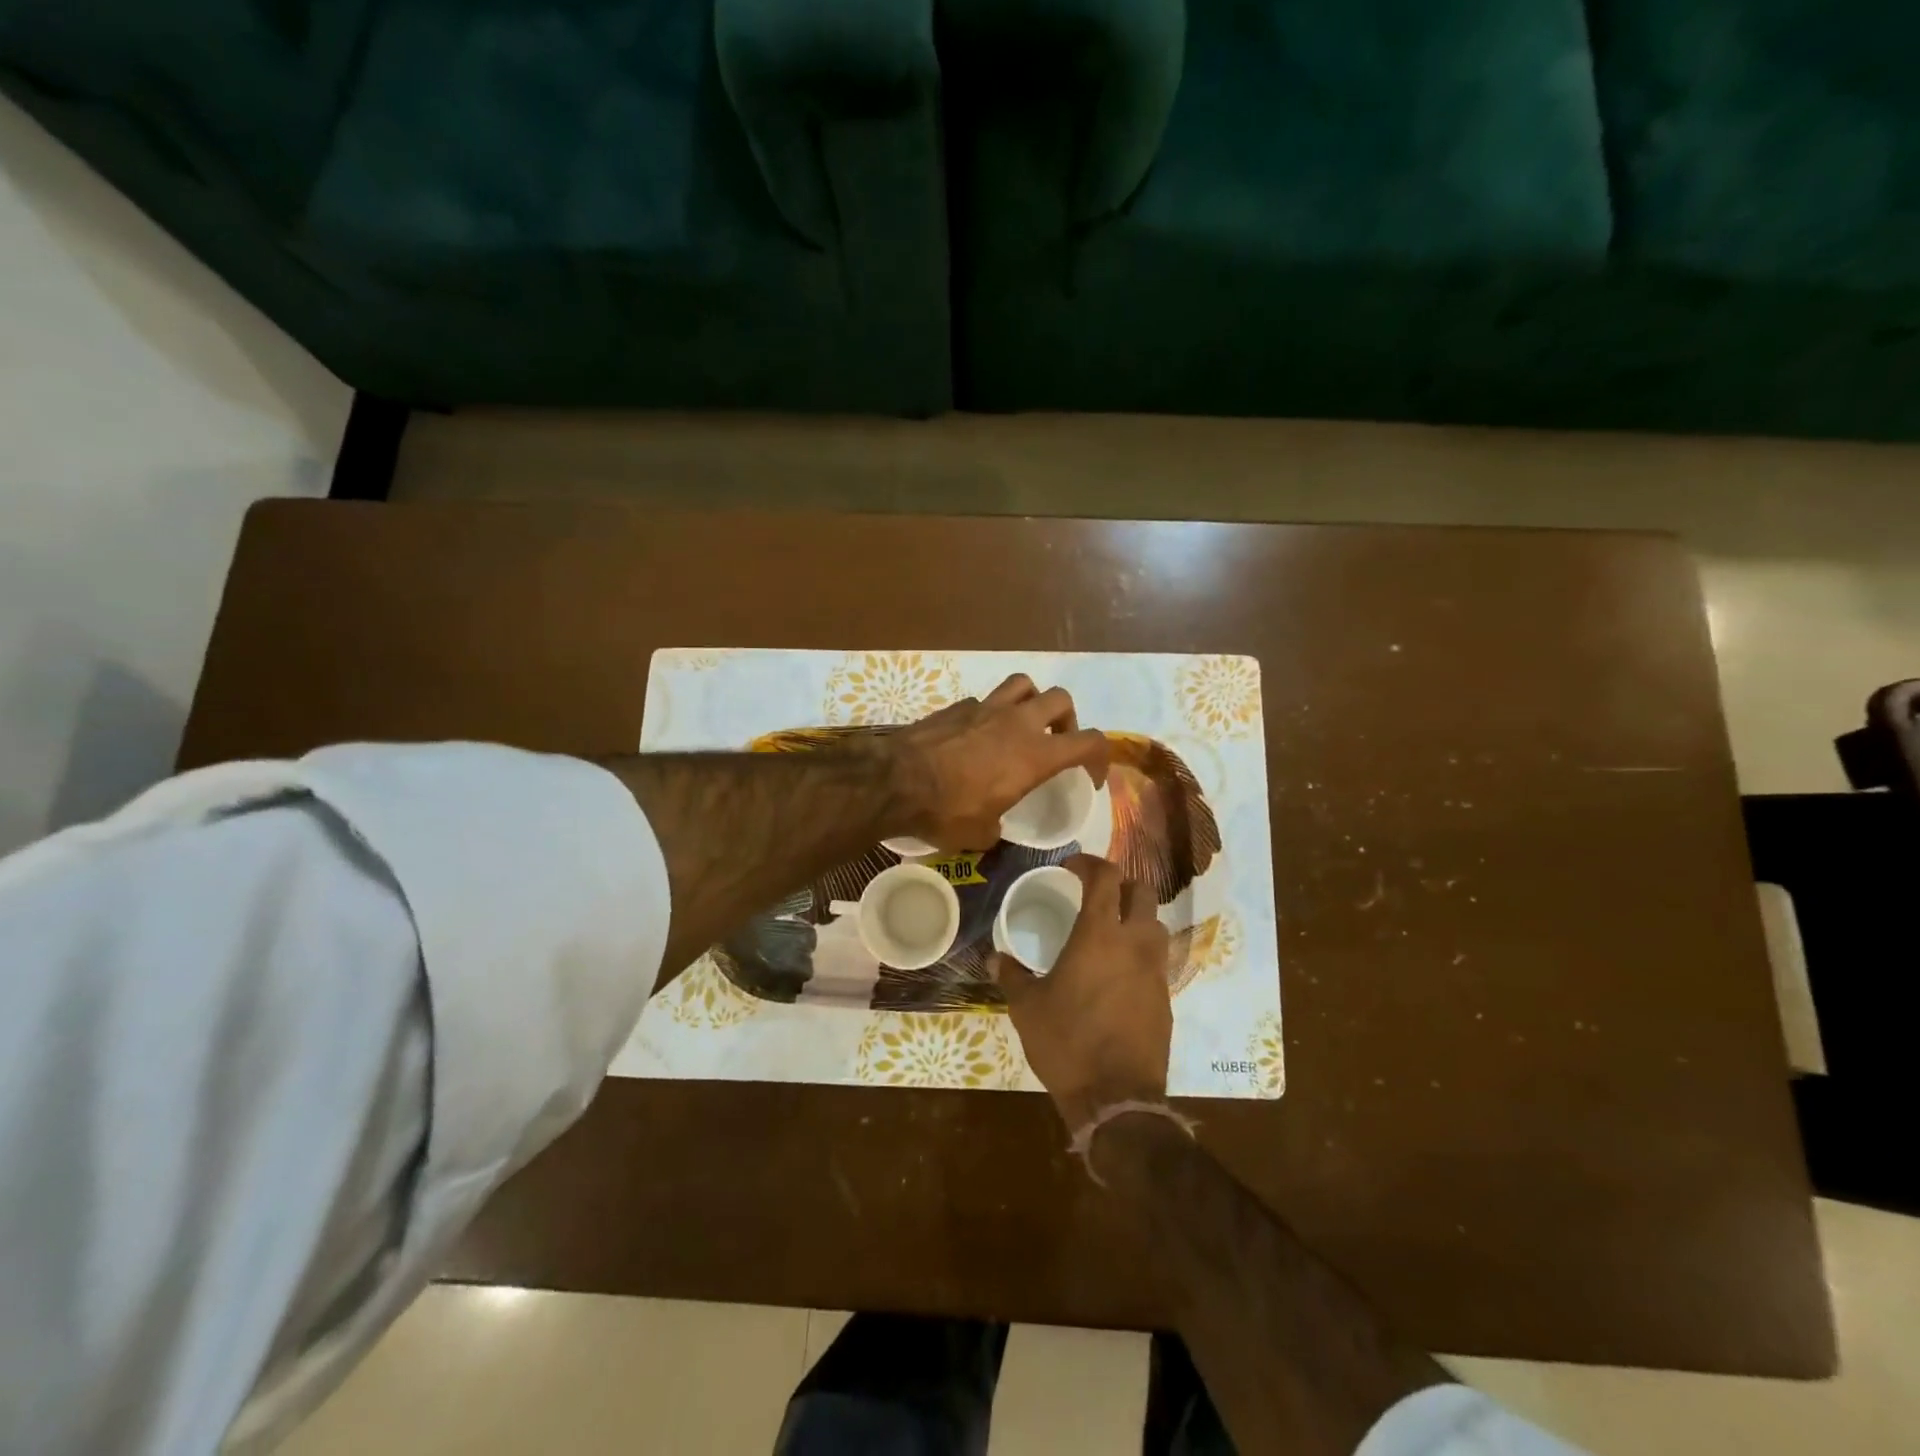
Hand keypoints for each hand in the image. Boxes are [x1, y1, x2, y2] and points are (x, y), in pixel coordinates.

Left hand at [887, 674, 1109, 850]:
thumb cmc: (947, 811)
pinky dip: (988, 712)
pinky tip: (976, 734)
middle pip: (1061, 699)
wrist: (895, 781)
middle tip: (1055, 742)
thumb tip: (993, 826)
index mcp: (1035, 755)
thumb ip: (997, 825)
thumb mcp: (981, 834)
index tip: (1092, 776)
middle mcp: (1017, 723)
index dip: (1101, 757)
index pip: (1090, 742)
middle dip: (1066, 719)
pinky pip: (983, 699)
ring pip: (1023, 684)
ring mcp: (985, 707)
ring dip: (1031, 701)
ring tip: (1021, 724)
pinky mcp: (956, 706)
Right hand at [991, 854, 1172, 1131]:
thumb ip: (1011, 975)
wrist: (1117, 1098)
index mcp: (1099, 935)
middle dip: (1120, 883)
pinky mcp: (1166, 997)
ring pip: (1155, 924)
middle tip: (1095, 892)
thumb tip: (994, 957)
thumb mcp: (1028, 1007)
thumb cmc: (1067, 1043)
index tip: (1071, 866)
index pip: (1106, 878)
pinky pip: (1157, 958)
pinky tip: (1118, 970)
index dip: (1089, 863)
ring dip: (1135, 915)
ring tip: (1109, 928)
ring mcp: (1156, 971)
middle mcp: (1134, 944)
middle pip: (1142, 892)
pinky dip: (1140, 950)